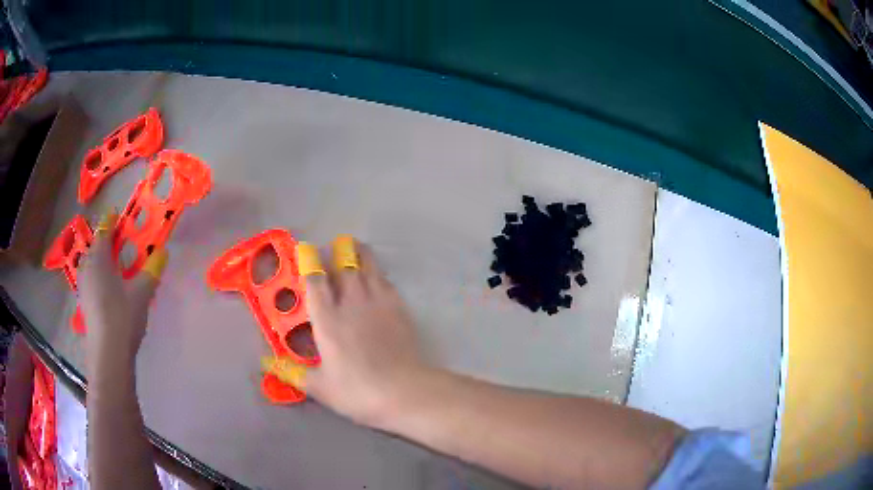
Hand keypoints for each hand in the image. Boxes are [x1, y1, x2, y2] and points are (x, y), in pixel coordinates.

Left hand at [78, 211, 167, 374]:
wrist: (108, 354)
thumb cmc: (122, 316)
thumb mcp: (142, 292)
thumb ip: (152, 269)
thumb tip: (163, 251)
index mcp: (99, 259)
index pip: (103, 232)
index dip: (110, 221)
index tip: (116, 213)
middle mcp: (87, 268)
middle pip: (94, 248)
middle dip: (104, 242)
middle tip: (117, 242)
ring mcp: (83, 287)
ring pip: (90, 265)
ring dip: (99, 260)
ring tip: (112, 264)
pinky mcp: (84, 304)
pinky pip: (89, 279)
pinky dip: (97, 276)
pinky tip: (106, 288)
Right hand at [298, 239, 428, 427]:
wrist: (405, 391)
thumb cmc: (358, 391)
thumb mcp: (320, 388)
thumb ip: (292, 373)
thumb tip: (266, 364)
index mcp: (328, 320)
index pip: (316, 281)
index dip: (309, 261)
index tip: (305, 248)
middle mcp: (352, 303)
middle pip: (346, 265)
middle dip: (339, 251)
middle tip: (335, 246)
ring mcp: (379, 303)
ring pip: (369, 266)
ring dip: (361, 254)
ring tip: (356, 248)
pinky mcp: (400, 308)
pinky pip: (386, 281)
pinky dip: (378, 274)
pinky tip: (378, 278)